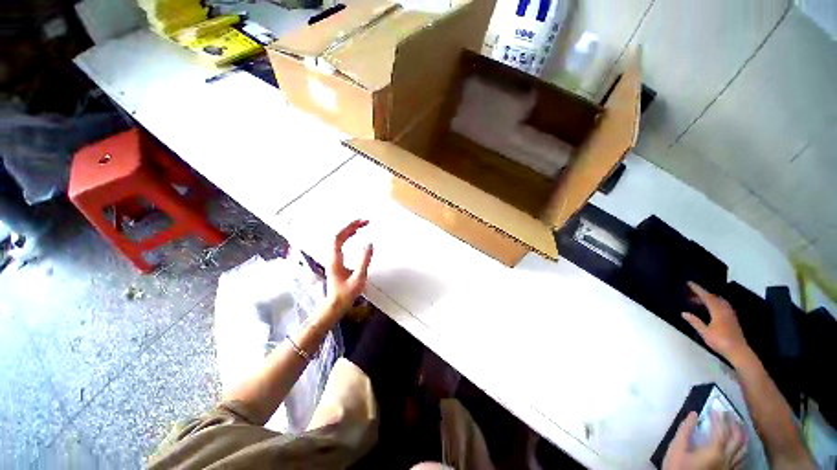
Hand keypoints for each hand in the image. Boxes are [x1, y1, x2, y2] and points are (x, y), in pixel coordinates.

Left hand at [326, 220, 373, 314]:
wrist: (334, 305)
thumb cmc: (346, 294)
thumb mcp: (358, 278)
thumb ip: (364, 261)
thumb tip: (370, 245)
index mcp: (335, 259)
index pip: (338, 237)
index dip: (349, 227)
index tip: (360, 222)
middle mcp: (332, 256)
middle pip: (338, 236)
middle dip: (351, 226)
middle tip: (364, 222)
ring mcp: (333, 258)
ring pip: (339, 239)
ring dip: (349, 230)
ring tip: (361, 225)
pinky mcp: (336, 261)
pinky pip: (340, 243)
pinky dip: (348, 237)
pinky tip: (354, 235)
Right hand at [663, 411, 746, 469]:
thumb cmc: (678, 466)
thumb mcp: (677, 447)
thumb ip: (685, 430)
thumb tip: (694, 414)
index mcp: (714, 451)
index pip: (721, 429)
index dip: (719, 417)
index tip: (714, 407)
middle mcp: (727, 458)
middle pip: (736, 439)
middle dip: (734, 424)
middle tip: (730, 413)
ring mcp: (730, 467)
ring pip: (743, 450)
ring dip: (742, 436)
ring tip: (740, 426)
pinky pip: (741, 460)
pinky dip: (742, 450)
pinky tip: (740, 447)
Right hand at [682, 282, 749, 363]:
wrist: (738, 351)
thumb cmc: (720, 341)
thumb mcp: (705, 332)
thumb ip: (695, 322)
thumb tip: (684, 313)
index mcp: (718, 310)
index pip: (706, 296)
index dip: (697, 289)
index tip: (689, 283)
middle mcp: (725, 309)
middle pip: (713, 297)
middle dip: (702, 294)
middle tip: (690, 293)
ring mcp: (730, 314)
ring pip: (719, 301)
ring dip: (709, 298)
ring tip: (698, 300)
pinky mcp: (732, 318)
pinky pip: (722, 305)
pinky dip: (714, 303)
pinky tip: (710, 308)